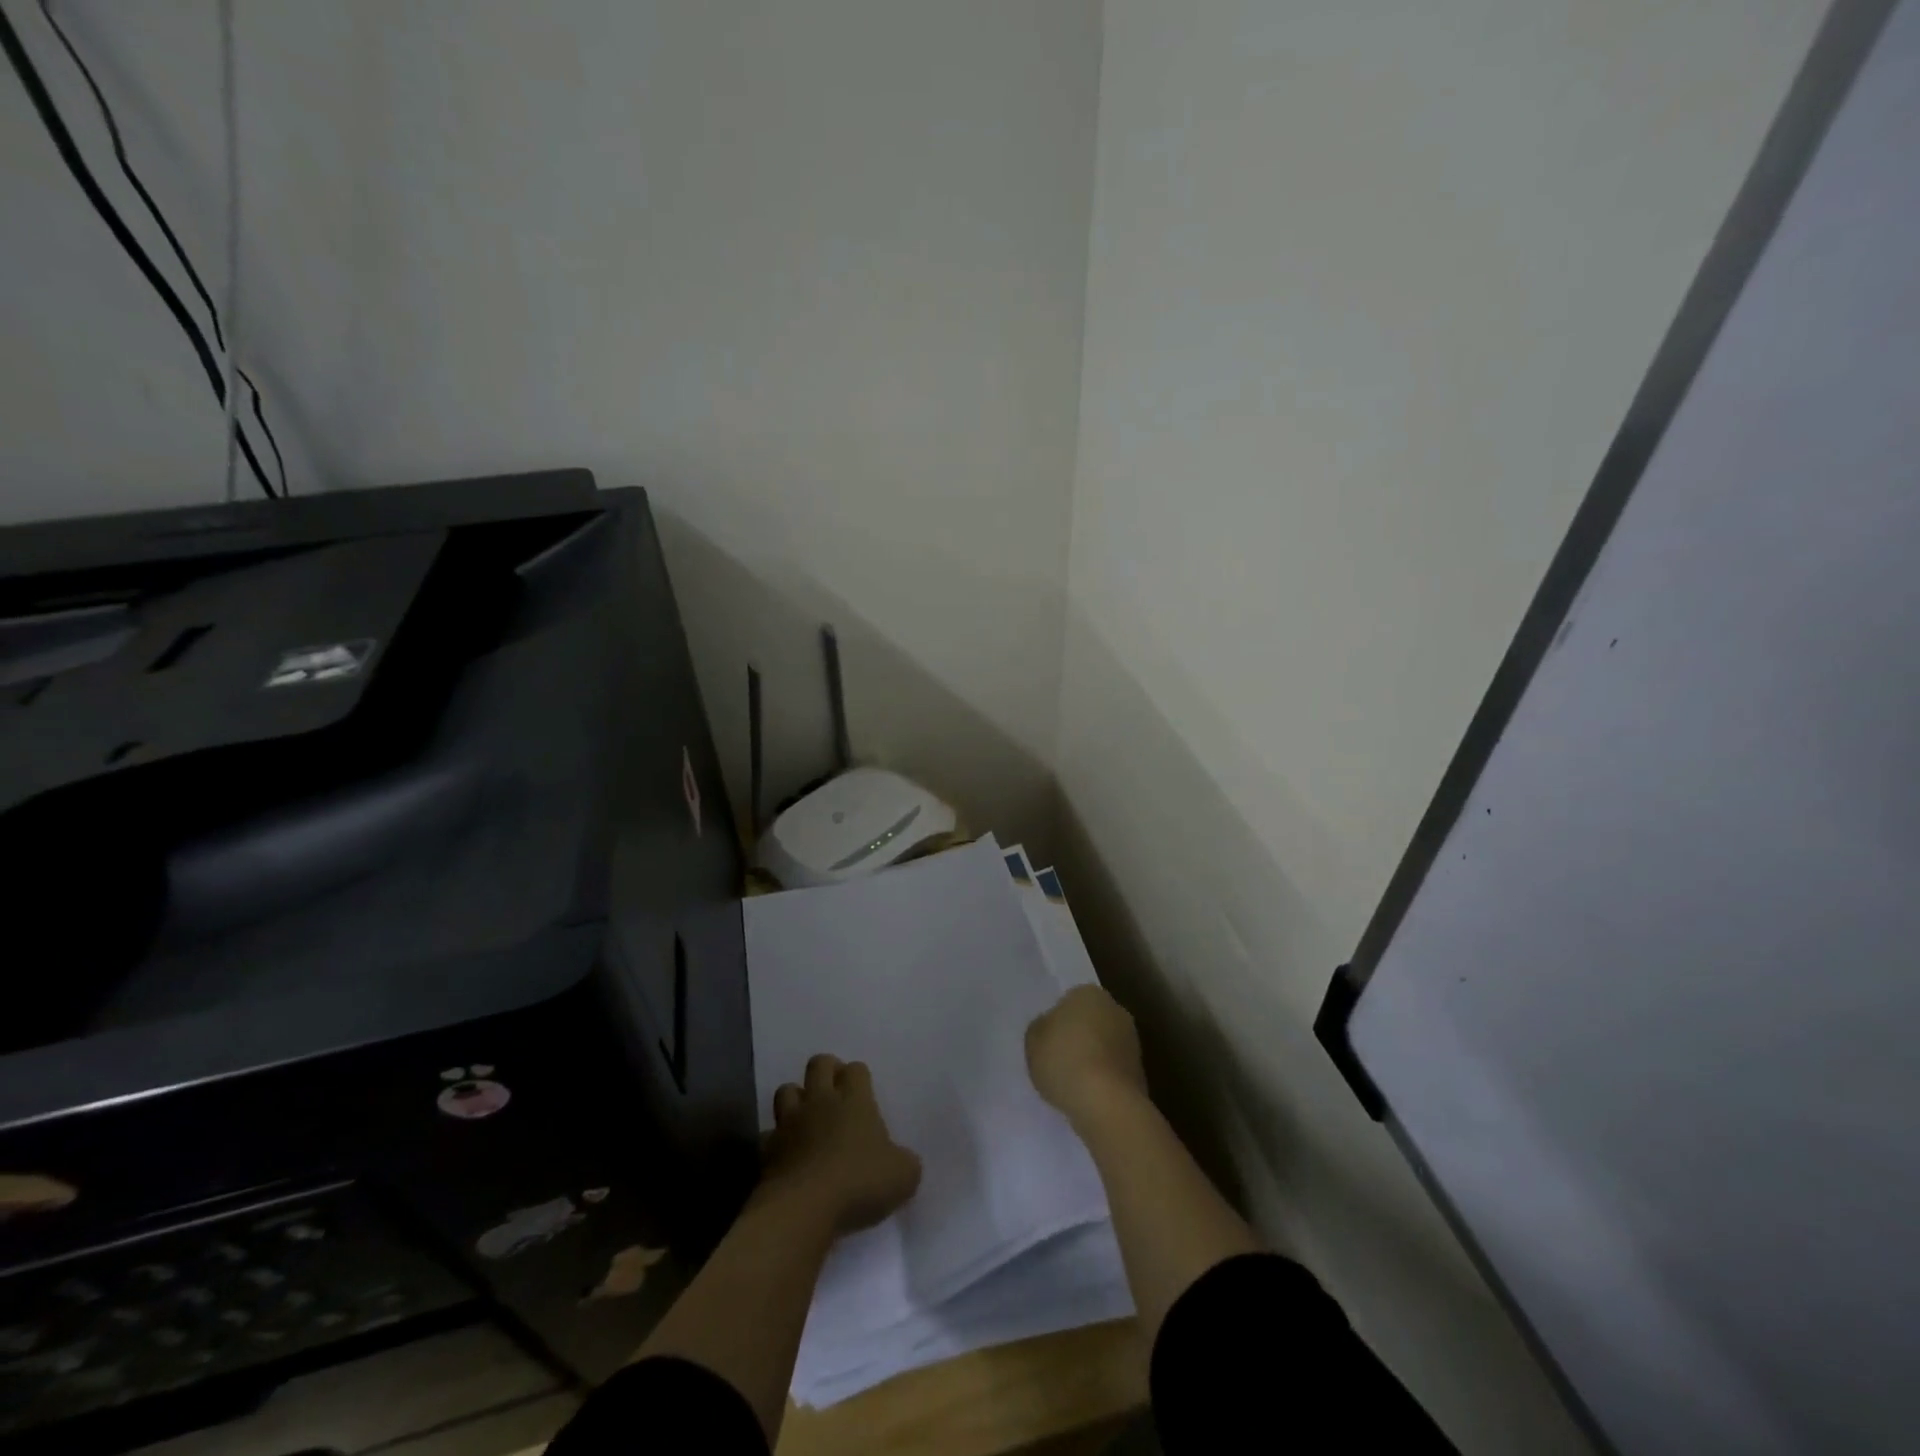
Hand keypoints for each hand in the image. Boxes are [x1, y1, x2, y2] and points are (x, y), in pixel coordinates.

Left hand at [760, 1055, 922, 1236]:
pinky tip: (787, 1156)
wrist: (803, 1209)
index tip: (863, 1094)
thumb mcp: (903, 1176)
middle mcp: (821, 1102)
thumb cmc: (859, 1183)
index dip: (859, 1077)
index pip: (856, 1069)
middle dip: (826, 1071)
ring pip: (787, 1090)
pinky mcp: (768, 1150)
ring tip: (807, 1118)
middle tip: (835, 1092)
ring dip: (796, 1099)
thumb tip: (901, 1161)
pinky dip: (777, 1141)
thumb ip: (904, 1162)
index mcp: (855, 1100)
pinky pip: (770, 1135)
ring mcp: (790, 1123)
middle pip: (819, 1064)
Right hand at [1025, 985, 1148, 1126]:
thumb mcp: (1033, 1041)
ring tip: (1072, 1083)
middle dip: (1078, 1037)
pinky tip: (1088, 1095)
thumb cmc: (1064, 1060)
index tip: (1047, 1042)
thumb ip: (1040, 1028)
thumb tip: (1049, 1027)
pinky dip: (1102, 1079)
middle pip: (1090, 1021)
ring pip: (1103, 1046)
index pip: (1069, 1001)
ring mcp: (1132, 1041)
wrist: (1106, 1103)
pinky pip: (1112, 1070)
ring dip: (1092, 1059)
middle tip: (1058, 1060)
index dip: (1056, 1022)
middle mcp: (1115, 1009)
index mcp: (1089, 993)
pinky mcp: (1140, 1071)